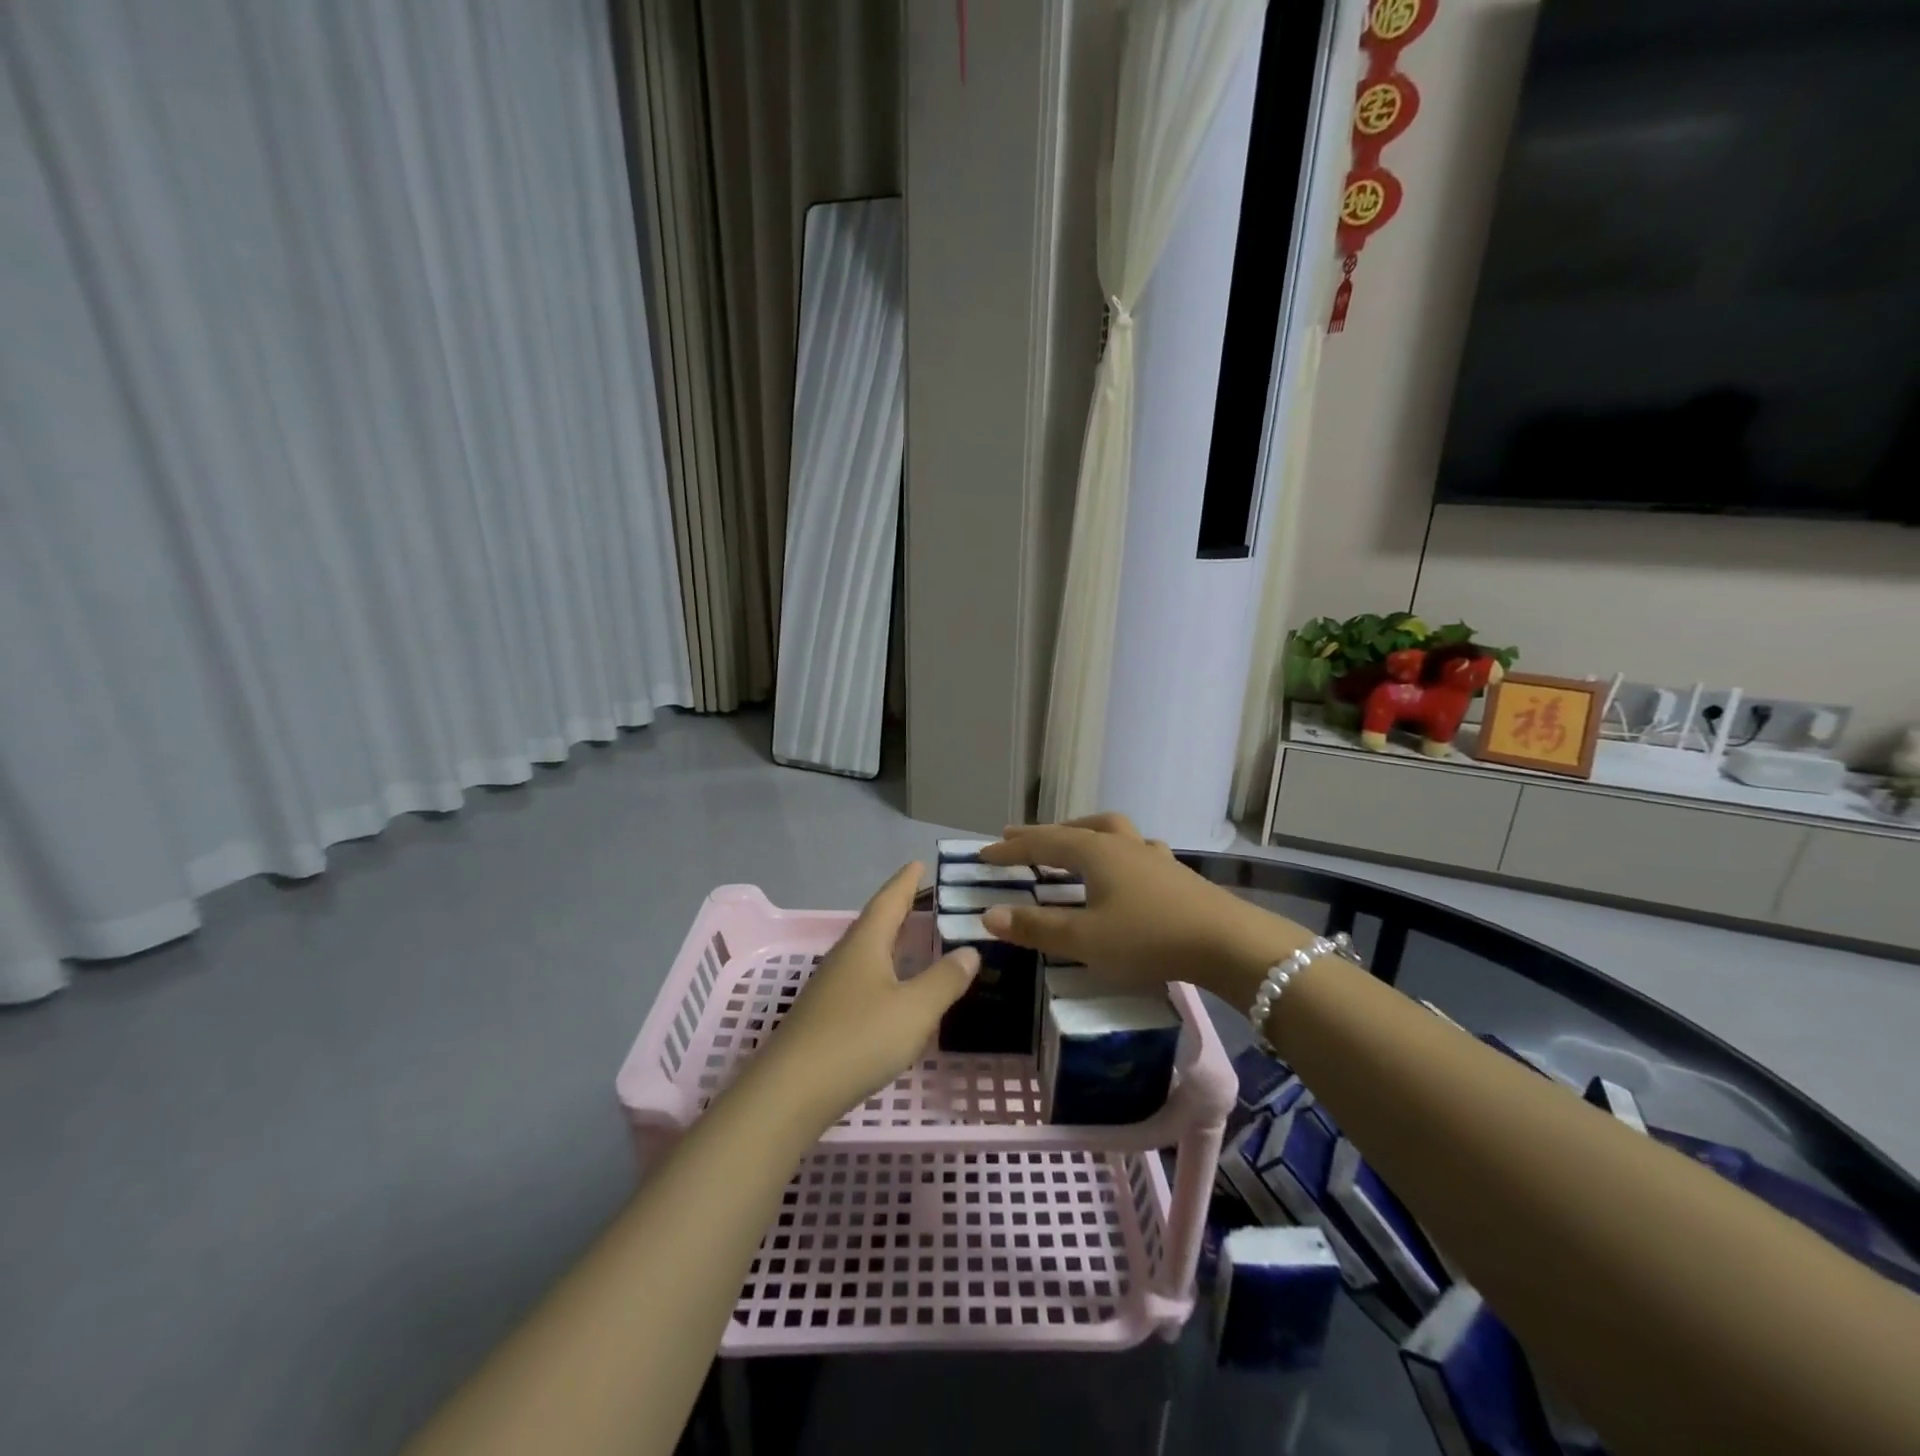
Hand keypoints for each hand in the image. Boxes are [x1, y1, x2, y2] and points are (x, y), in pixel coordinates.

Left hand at [749, 863, 979, 1128]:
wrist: (791, 1092)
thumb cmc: (858, 1039)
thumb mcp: (914, 1009)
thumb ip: (945, 979)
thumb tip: (969, 950)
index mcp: (866, 944)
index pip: (889, 900)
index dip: (906, 881)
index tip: (919, 862)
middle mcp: (845, 957)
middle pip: (876, 923)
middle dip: (901, 910)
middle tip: (928, 899)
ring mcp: (831, 987)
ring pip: (868, 953)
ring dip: (892, 942)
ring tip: (916, 940)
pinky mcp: (825, 1016)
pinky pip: (863, 980)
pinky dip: (884, 973)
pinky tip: (895, 991)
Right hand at [979, 813, 1307, 999]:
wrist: (1227, 943)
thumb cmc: (1149, 938)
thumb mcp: (1085, 940)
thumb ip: (1036, 927)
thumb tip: (988, 914)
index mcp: (1095, 852)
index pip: (1041, 844)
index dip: (1010, 850)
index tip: (982, 854)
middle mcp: (1120, 844)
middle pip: (1073, 830)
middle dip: (1041, 835)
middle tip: (1015, 838)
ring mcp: (1151, 855)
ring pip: (1108, 832)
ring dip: (1080, 834)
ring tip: (1068, 842)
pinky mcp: (1174, 872)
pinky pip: (1134, 849)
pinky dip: (1116, 851)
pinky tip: (1124, 865)